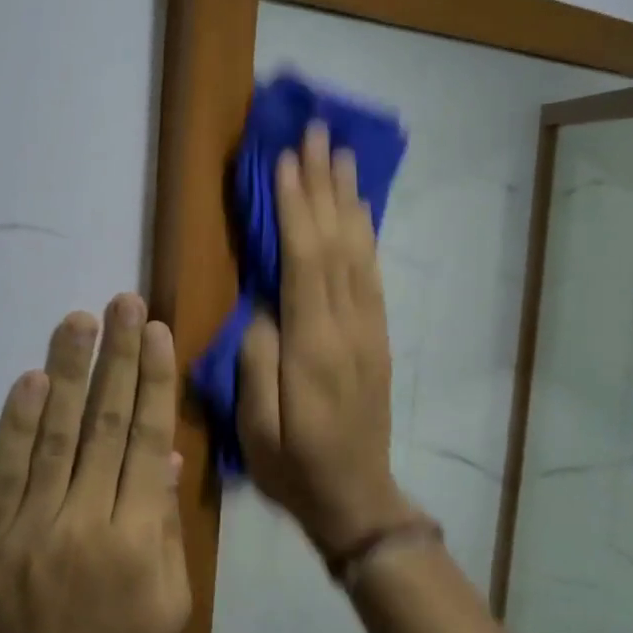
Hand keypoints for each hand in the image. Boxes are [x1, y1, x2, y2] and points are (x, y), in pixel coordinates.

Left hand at [0, 295, 190, 632]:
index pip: (146, 440)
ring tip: (80, 320)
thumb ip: (167, 527)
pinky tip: (31, 380)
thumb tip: (164, 456)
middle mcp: (85, 522)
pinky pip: (4, 471)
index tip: (156, 332)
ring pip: (55, 435)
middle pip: (104, 424)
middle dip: (117, 358)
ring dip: (68, 372)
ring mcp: (30, 528)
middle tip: (123, 303)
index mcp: (138, 540)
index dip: (152, 382)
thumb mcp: (169, 606)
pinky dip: (17, 423)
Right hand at [238, 123, 413, 556]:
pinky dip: (365, 233)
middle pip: (337, 242)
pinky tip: (358, 210)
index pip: (304, 262)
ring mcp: (369, 329)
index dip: (296, 208)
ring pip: (359, 251)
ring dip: (348, 199)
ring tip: (342, 154)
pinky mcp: (377, 336)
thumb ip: (258, 362)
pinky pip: (372, 273)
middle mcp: (348, 327)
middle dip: (325, 184)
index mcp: (313, 348)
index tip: (286, 160)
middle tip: (318, 133)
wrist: (357, 499)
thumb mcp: (256, 429)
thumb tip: (264, 307)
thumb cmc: (294, 467)